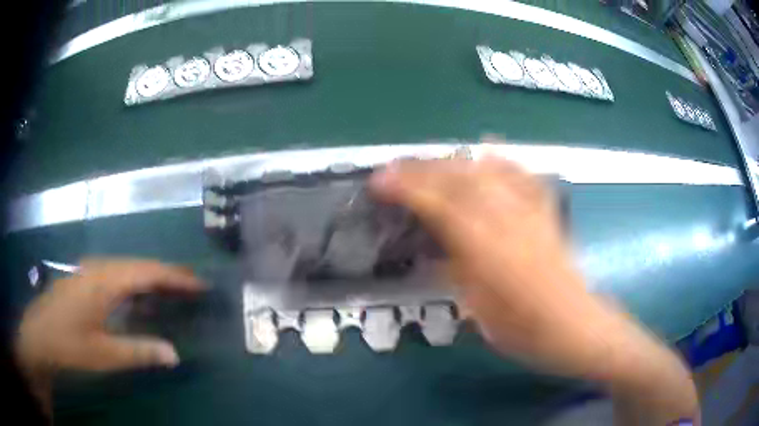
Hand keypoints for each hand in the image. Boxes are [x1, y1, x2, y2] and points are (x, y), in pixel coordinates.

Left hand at [15, 259, 204, 410]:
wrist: (38, 336)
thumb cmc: (69, 345)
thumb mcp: (105, 355)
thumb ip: (140, 352)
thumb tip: (175, 354)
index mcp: (105, 282)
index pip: (147, 272)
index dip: (175, 277)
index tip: (200, 284)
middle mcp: (99, 269)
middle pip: (139, 265)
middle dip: (167, 274)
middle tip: (192, 285)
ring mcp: (89, 272)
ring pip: (127, 268)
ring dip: (151, 277)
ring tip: (172, 289)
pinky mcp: (84, 279)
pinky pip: (116, 275)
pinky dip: (134, 282)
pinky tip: (139, 295)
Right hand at [369, 153, 698, 423]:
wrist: (578, 328)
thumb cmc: (526, 333)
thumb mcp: (480, 312)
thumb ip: (458, 270)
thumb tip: (435, 243)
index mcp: (490, 252)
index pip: (442, 205)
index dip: (407, 188)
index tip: (378, 180)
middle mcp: (511, 221)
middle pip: (462, 180)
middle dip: (422, 169)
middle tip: (393, 168)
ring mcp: (533, 212)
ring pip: (488, 172)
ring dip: (452, 162)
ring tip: (428, 162)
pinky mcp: (547, 213)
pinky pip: (523, 176)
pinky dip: (501, 160)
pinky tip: (487, 151)